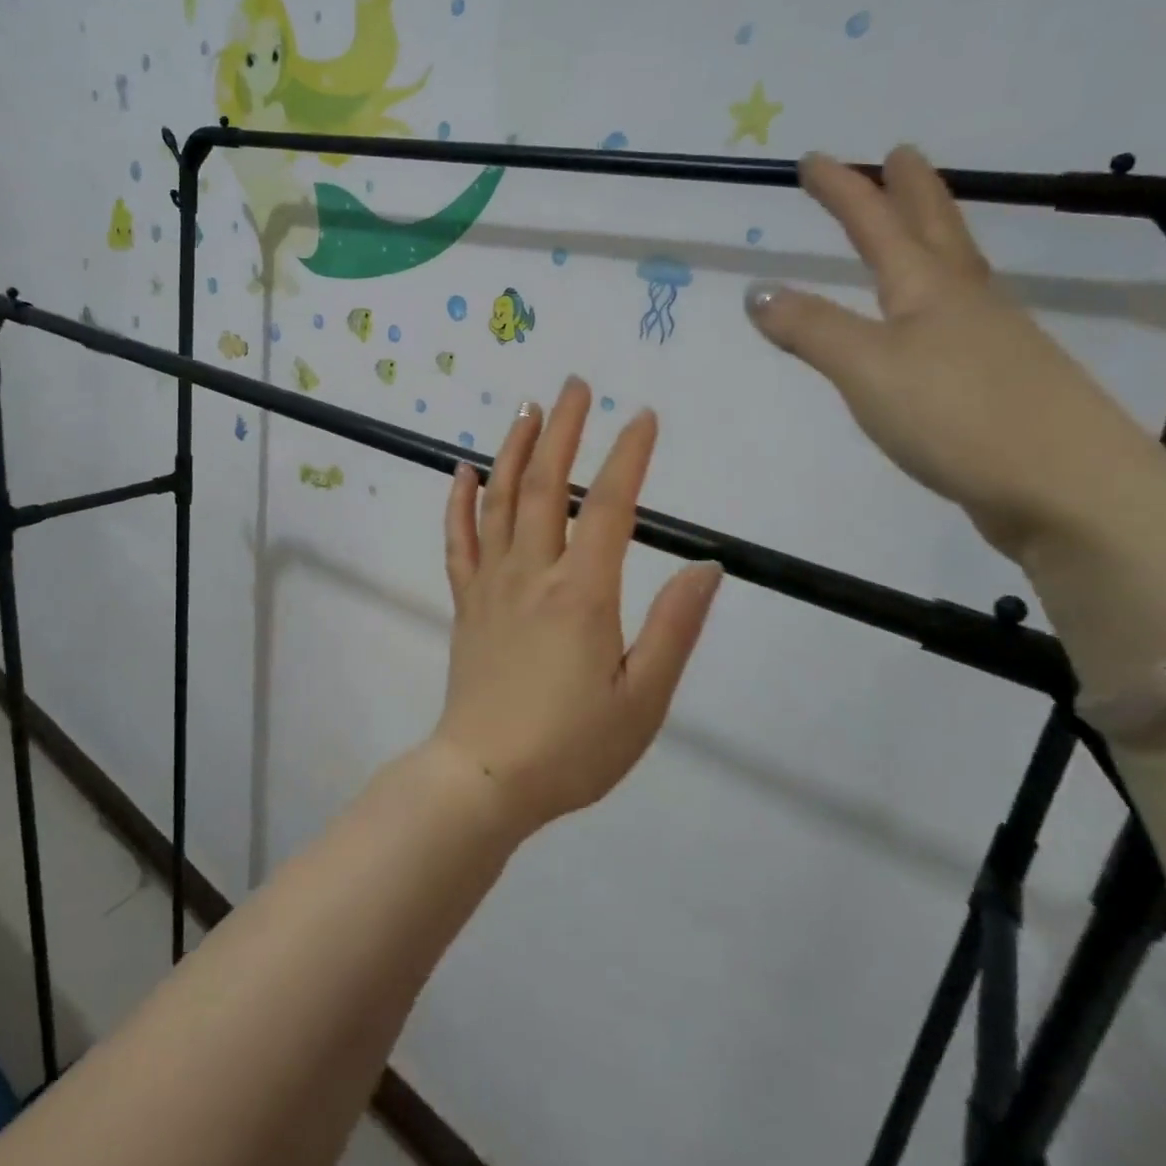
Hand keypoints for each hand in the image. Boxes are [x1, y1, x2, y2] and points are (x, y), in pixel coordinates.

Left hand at [436, 378, 723, 834]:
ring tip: (527, 408)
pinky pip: (458, 540)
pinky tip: (463, 471)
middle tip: (574, 386)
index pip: (608, 507)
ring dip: (514, 449)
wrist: (484, 779)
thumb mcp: (642, 699)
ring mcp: (490, 584)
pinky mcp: (465, 602)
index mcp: (581, 594)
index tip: (643, 417)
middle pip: (544, 486)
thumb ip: (674, 628)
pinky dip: (459, 501)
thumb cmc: (572, 746)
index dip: (628, 457)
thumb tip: (707, 567)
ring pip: (498, 500)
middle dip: (562, 430)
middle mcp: (531, 574)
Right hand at [747, 147, 1165, 561]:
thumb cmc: (957, 414)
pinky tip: (932, 317)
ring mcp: (989, 339)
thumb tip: (758, 291)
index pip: (877, 225)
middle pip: (935, 229)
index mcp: (929, 288)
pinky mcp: (996, 380)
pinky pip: (958, 314)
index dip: (844, 190)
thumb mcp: (866, 367)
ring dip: (932, 235)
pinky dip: (937, 294)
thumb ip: (811, 328)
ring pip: (954, 269)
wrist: (1066, 487)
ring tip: (917, 223)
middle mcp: (964, 301)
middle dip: (910, 190)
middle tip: (900, 154)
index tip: (813, 159)